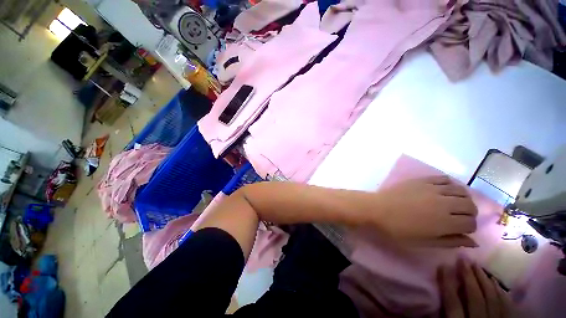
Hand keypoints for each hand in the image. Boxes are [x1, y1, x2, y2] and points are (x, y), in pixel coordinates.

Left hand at [373, 176, 477, 246]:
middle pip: (469, 205)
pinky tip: (444, 190)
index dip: (469, 228)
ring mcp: (433, 189)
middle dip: (469, 213)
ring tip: (454, 204)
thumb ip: (450, 241)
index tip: (460, 230)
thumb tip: (473, 242)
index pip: (470, 223)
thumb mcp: (424, 242)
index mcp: (445, 222)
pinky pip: (444, 178)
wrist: (376, 209)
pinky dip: (450, 184)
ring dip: (463, 198)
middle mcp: (444, 203)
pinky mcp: (422, 180)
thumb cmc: (397, 229)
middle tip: (459, 217)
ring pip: (461, 190)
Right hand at [440, 260, 513, 317]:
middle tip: (464, 258)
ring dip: (484, 281)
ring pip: (492, 300)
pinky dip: (501, 293)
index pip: (452, 302)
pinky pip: (506, 307)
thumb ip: (442, 315)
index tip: (443, 265)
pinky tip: (496, 282)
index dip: (447, 283)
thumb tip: (432, 297)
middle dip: (469, 277)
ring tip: (478, 265)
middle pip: (475, 297)